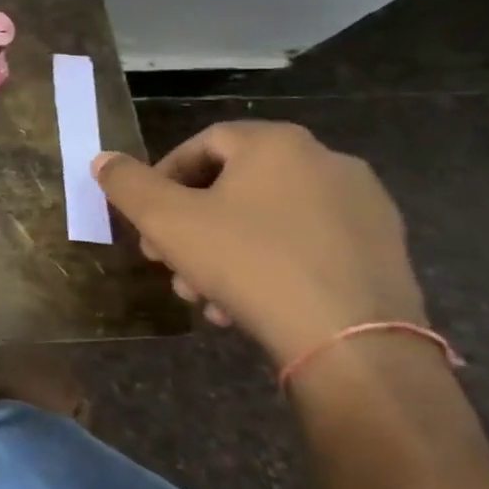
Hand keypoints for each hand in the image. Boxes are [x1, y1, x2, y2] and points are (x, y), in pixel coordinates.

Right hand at [92, 121, 426, 365]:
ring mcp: (363, 207)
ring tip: (202, 293)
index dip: (162, 179)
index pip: (201, 144)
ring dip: (222, 250)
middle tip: (166, 261)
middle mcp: (327, 162)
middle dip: (190, 225)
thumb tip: (104, 160)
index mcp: (277, 144)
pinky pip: (306, 246)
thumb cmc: (249, 264)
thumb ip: (127, 184)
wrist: (354, 344)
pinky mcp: (385, 251)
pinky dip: (268, 266)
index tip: (145, 220)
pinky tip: (245, 306)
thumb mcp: (166, 220)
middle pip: (233, 185)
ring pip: (267, 220)